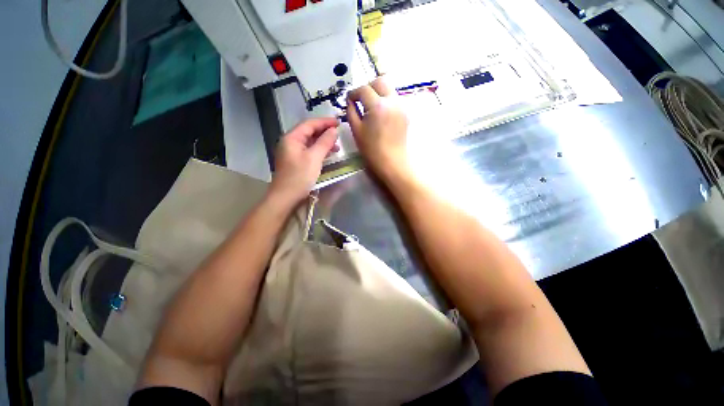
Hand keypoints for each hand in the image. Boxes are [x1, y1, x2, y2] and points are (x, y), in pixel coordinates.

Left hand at [268, 118, 339, 207]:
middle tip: (339, 134)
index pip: (310, 124)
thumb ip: (324, 142)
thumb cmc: (299, 177)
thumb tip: (334, 130)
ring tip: (337, 146)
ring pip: (310, 142)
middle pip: (309, 132)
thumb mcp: (314, 158)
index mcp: (292, 138)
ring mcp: (292, 153)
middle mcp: (290, 142)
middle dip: (324, 132)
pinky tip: (328, 154)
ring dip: (323, 142)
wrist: (285, 198)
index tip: (339, 122)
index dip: (325, 122)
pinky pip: (309, 151)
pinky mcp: (296, 162)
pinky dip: (319, 151)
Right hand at [347, 77, 409, 181]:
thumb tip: (350, 101)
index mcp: (378, 106)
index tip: (349, 100)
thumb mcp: (356, 130)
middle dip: (369, 87)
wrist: (392, 162)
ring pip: (389, 89)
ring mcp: (401, 106)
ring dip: (379, 93)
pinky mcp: (406, 113)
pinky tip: (381, 114)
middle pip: (381, 81)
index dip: (354, 93)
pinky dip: (386, 101)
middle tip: (362, 100)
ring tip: (371, 107)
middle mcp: (392, 101)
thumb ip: (351, 112)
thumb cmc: (371, 149)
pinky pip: (395, 100)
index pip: (364, 89)